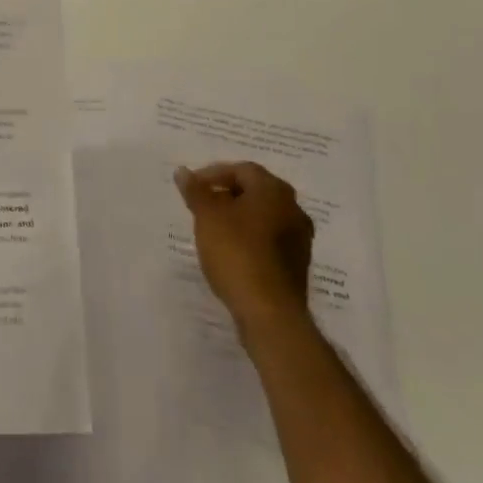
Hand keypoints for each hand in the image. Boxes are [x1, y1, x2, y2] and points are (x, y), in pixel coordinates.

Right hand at [175, 160, 313, 340]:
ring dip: (238, 218)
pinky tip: (232, 252)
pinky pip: (269, 240)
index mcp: (274, 190)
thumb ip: (196, 191)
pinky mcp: (297, 264)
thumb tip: (183, 171)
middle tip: (202, 206)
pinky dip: (250, 239)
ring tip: (213, 230)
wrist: (270, 313)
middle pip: (255, 191)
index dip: (214, 174)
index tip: (193, 189)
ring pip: (263, 216)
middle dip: (226, 195)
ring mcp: (299, 238)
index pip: (241, 170)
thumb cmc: (237, 253)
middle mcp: (293, 208)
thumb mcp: (207, 216)